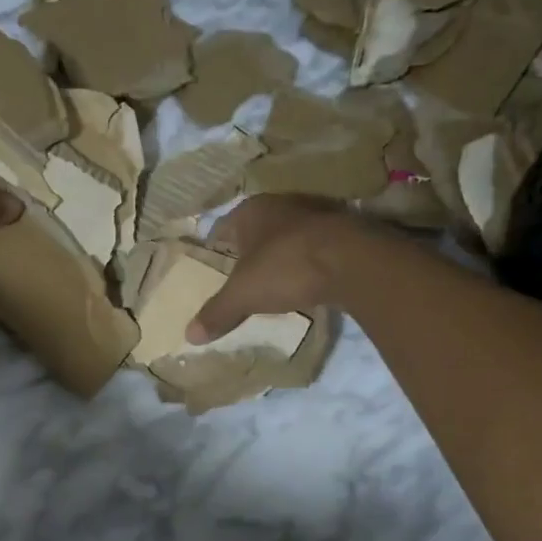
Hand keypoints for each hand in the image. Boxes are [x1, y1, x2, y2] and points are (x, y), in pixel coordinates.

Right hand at [188, 195, 368, 342]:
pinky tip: (306, 281)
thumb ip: (217, 313)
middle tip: (239, 275)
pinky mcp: (343, 231)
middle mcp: (281, 204)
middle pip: (256, 229)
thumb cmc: (286, 267)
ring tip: (273, 280)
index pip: (222, 227)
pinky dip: (307, 261)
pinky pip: (315, 246)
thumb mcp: (243, 295)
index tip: (212, 264)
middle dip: (248, 250)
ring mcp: (315, 215)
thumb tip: (188, 335)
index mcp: (250, 211)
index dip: (215, 247)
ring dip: (280, 254)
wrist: (353, 260)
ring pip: (287, 235)